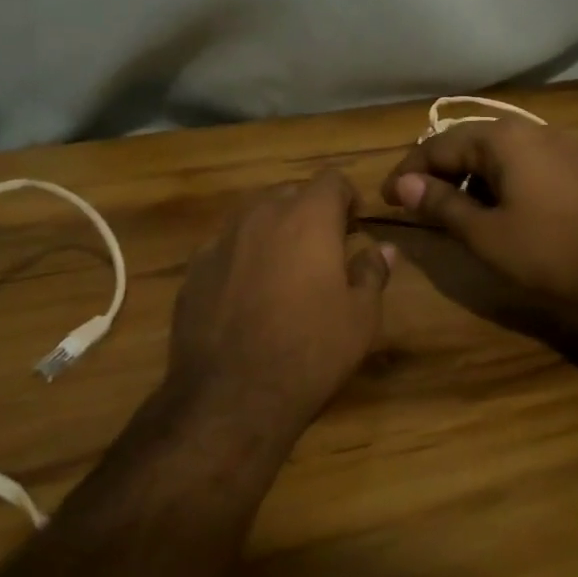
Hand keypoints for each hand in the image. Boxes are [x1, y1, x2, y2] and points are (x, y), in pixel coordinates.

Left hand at [166, 170, 393, 442]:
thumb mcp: (360, 318)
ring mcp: (222, 239)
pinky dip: (241, 257)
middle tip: (322, 251)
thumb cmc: (310, 352)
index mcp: (308, 217)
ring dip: (273, 232)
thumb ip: (372, 272)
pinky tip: (246, 295)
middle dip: (309, 213)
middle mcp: (262, 215)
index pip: (332, 179)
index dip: (347, 198)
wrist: (230, 397)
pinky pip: (226, 247)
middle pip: (291, 193)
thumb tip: (384, 248)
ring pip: (254, 217)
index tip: (353, 228)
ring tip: (284, 272)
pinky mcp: (194, 268)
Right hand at [380, 118, 577, 307]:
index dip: (406, 173)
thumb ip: (440, 204)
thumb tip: (401, 184)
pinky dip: (493, 183)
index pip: (436, 146)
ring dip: (464, 180)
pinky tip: (491, 212)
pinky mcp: (569, 165)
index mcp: (500, 138)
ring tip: (449, 213)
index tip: (385, 200)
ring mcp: (552, 145)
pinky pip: (516, 164)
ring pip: (491, 155)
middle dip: (435, 174)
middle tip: (412, 206)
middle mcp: (525, 129)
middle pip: (464, 145)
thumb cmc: (550, 251)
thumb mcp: (484, 233)